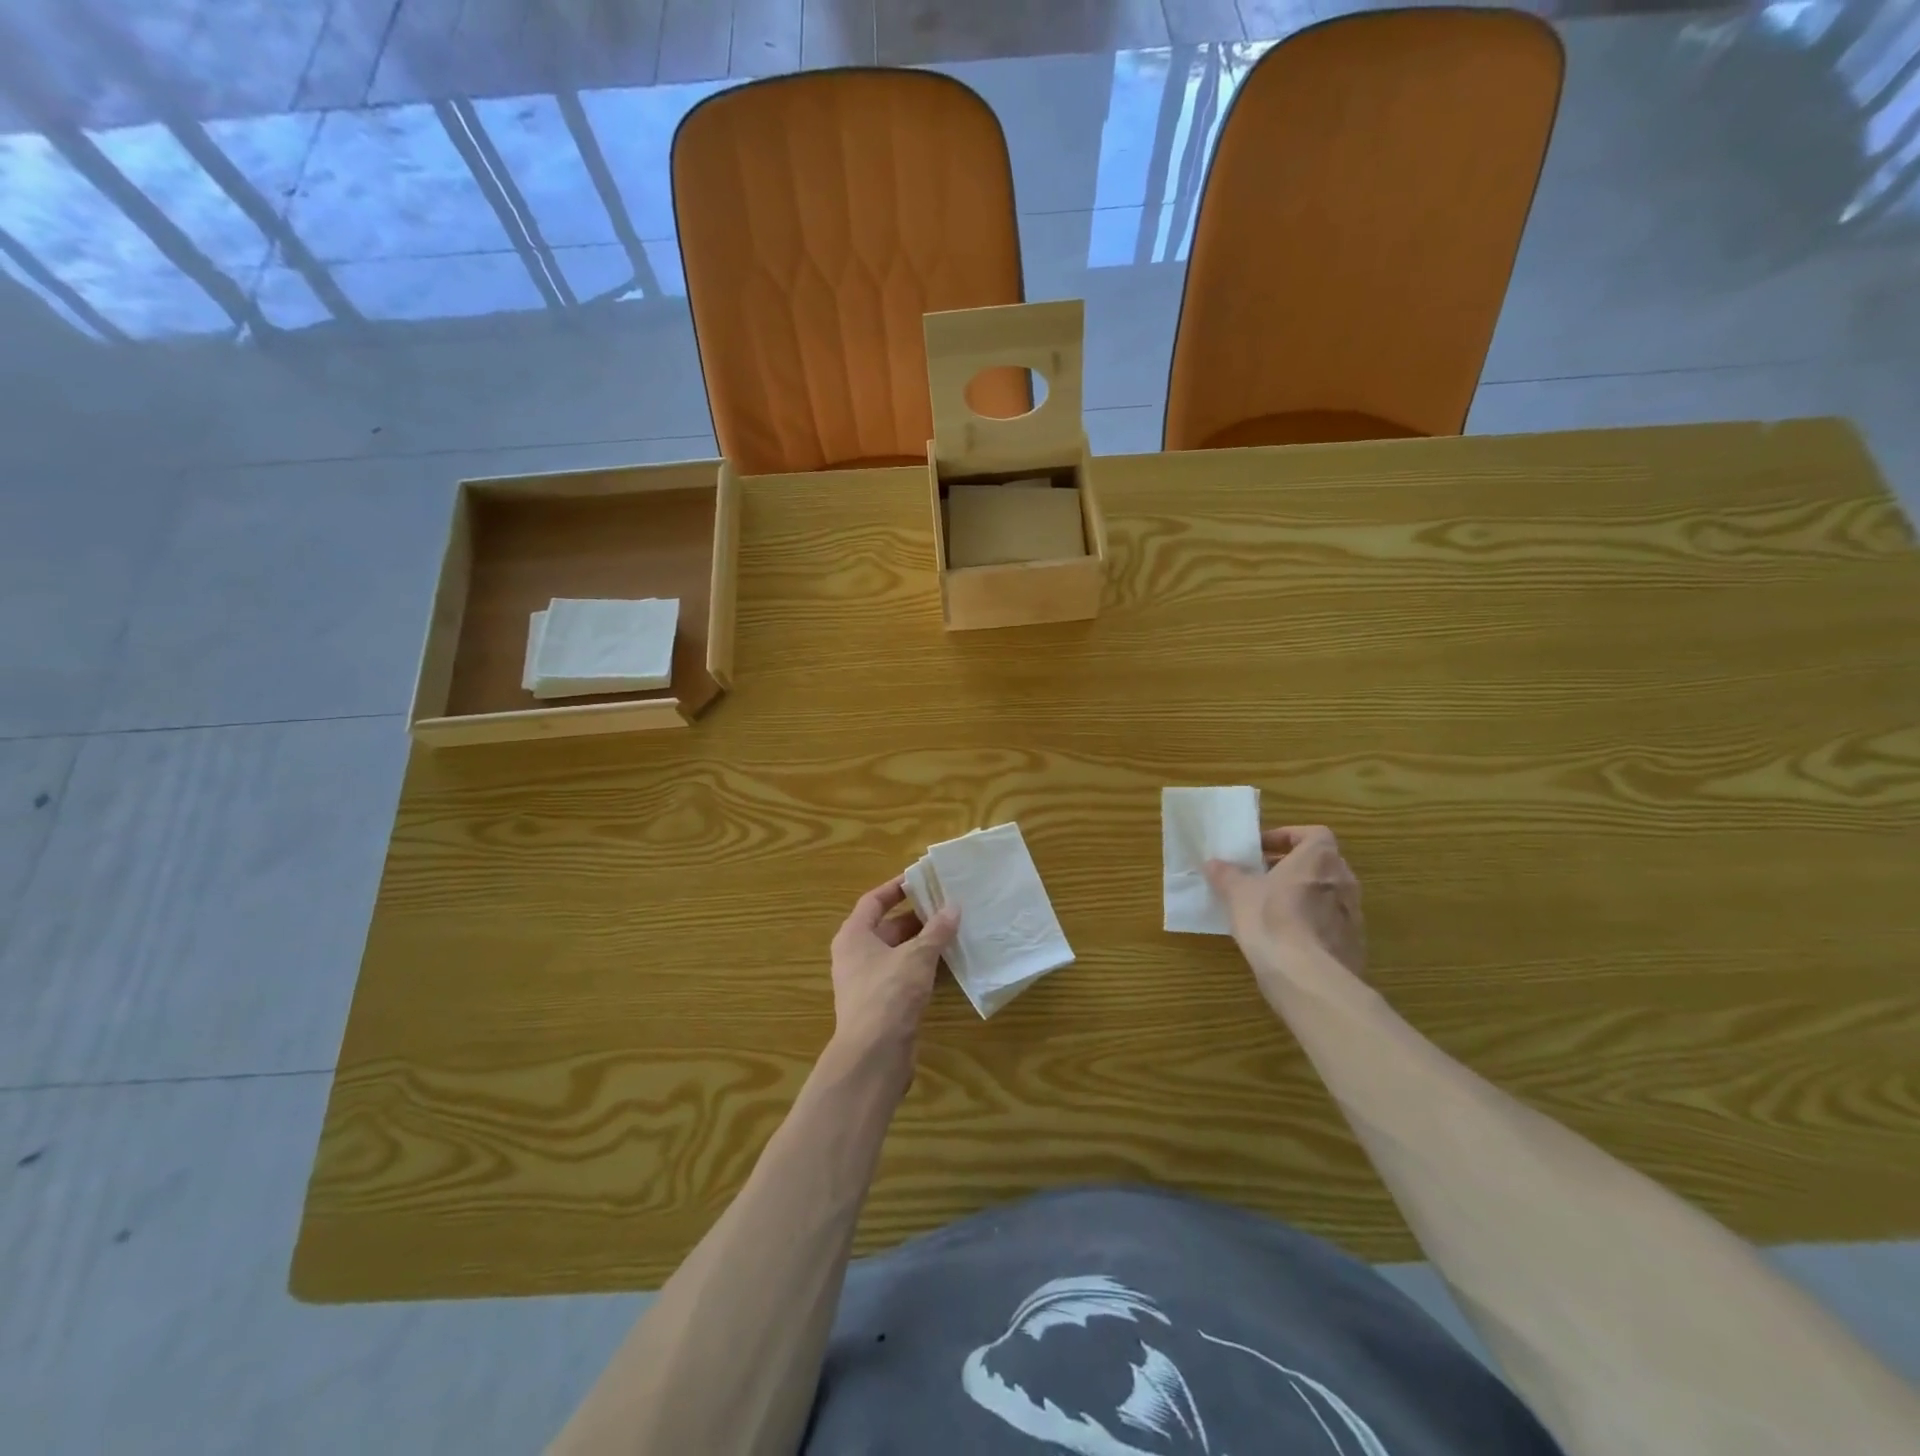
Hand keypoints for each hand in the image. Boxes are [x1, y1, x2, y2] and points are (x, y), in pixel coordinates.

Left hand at [829, 878, 959, 1069]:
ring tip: (954, 930)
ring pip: (898, 953)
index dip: (896, 887)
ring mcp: (868, 982)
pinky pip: (903, 975)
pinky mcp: (882, 1005)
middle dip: (917, 916)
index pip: (873, 901)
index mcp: (854, 936)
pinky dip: (923, 967)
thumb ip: (936, 930)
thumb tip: (953, 907)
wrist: (873, 1056)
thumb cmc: (888, 994)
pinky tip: (948, 964)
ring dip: (923, 943)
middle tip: (947, 905)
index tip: (922, 879)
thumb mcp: (916, 956)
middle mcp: (856, 955)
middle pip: (887, 926)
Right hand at [1205, 826, 1364, 1000]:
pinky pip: (1330, 922)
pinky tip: (1286, 938)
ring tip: (1271, 908)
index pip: (1313, 834)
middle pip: (1320, 863)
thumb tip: (1213, 864)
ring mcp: (1353, 913)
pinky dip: (1311, 922)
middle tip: (1262, 877)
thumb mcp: (1237, 893)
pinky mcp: (1354, 943)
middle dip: (1292, 867)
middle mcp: (1344, 880)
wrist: (1307, 976)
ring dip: (1302, 895)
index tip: (1262, 850)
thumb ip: (1226, 874)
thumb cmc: (1271, 919)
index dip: (1287, 837)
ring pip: (1326, 893)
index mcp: (1319, 858)